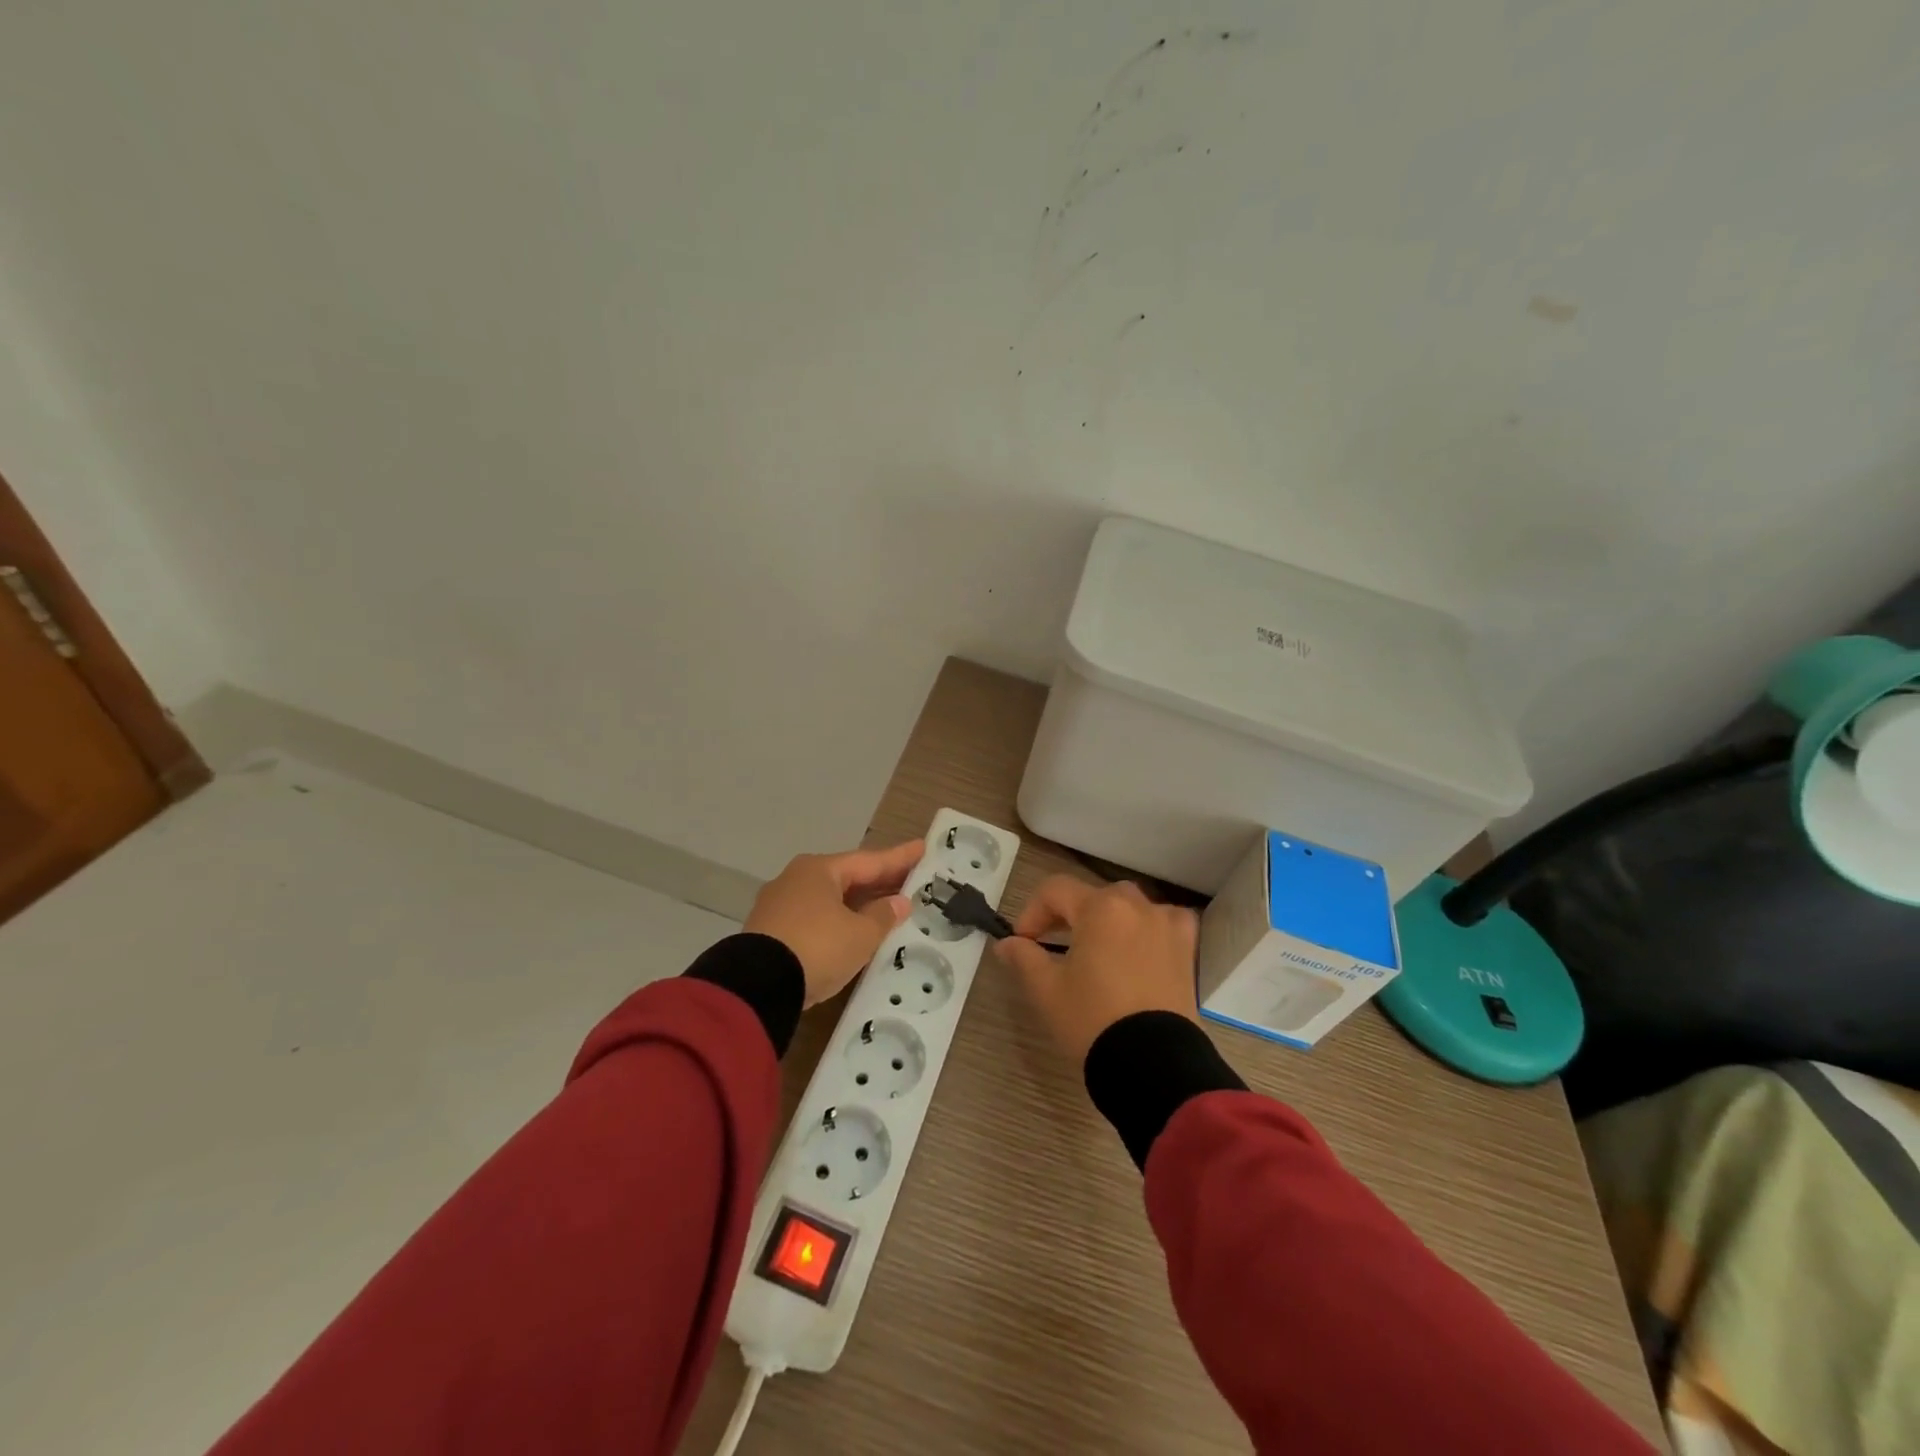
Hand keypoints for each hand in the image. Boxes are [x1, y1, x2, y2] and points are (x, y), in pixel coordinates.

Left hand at [745, 841, 920, 1005]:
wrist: (756, 986)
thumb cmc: (817, 948)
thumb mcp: (860, 935)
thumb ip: (882, 916)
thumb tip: (899, 902)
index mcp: (820, 870)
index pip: (869, 861)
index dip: (898, 857)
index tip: (921, 848)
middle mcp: (796, 879)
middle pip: (847, 877)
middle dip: (878, 881)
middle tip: (909, 879)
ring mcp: (779, 905)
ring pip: (829, 899)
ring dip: (857, 903)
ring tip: (885, 906)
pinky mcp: (769, 932)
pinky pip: (814, 918)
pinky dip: (837, 921)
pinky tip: (851, 930)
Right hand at [994, 876, 1200, 1063]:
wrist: (1153, 1065)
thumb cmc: (1092, 1019)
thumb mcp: (1047, 989)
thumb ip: (1024, 957)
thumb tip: (1007, 944)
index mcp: (1100, 908)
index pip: (1055, 890)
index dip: (1032, 912)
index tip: (1022, 942)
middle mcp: (1137, 905)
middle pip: (1093, 896)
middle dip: (1068, 916)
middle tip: (1053, 945)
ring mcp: (1167, 925)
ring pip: (1129, 908)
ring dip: (1107, 922)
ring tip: (1097, 953)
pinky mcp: (1188, 951)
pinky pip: (1163, 925)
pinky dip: (1146, 931)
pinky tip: (1138, 953)